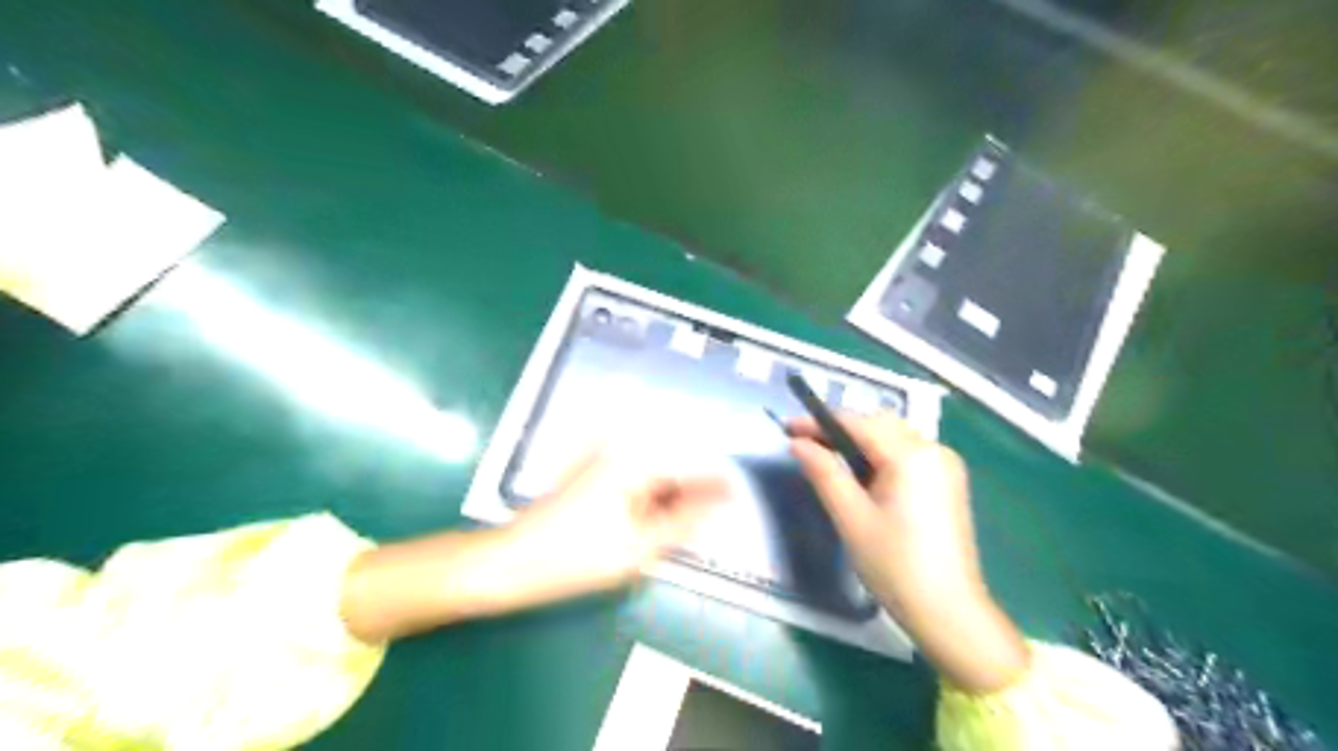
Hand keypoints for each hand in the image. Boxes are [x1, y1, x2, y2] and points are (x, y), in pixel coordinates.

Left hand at [339, 449, 727, 641]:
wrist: (510, 563)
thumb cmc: (574, 557)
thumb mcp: (639, 546)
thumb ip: (685, 522)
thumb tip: (718, 503)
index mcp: (633, 460)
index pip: (689, 466)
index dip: (715, 484)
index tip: (737, 497)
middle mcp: (620, 451)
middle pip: (670, 471)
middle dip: (689, 496)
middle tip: (707, 524)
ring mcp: (602, 462)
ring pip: (651, 480)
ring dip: (668, 503)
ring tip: (676, 531)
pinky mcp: (591, 476)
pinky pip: (633, 486)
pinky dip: (646, 505)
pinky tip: (646, 528)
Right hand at [785, 413, 1025, 694]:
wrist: (948, 611)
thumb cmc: (894, 565)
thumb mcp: (851, 517)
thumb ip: (824, 473)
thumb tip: (799, 443)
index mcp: (911, 455)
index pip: (858, 424)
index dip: (820, 422)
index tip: (788, 427)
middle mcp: (934, 450)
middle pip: (879, 424)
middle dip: (841, 428)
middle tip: (805, 442)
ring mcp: (946, 466)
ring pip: (895, 436)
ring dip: (861, 440)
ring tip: (828, 457)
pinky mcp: (948, 483)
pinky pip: (909, 453)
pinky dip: (881, 454)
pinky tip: (862, 474)